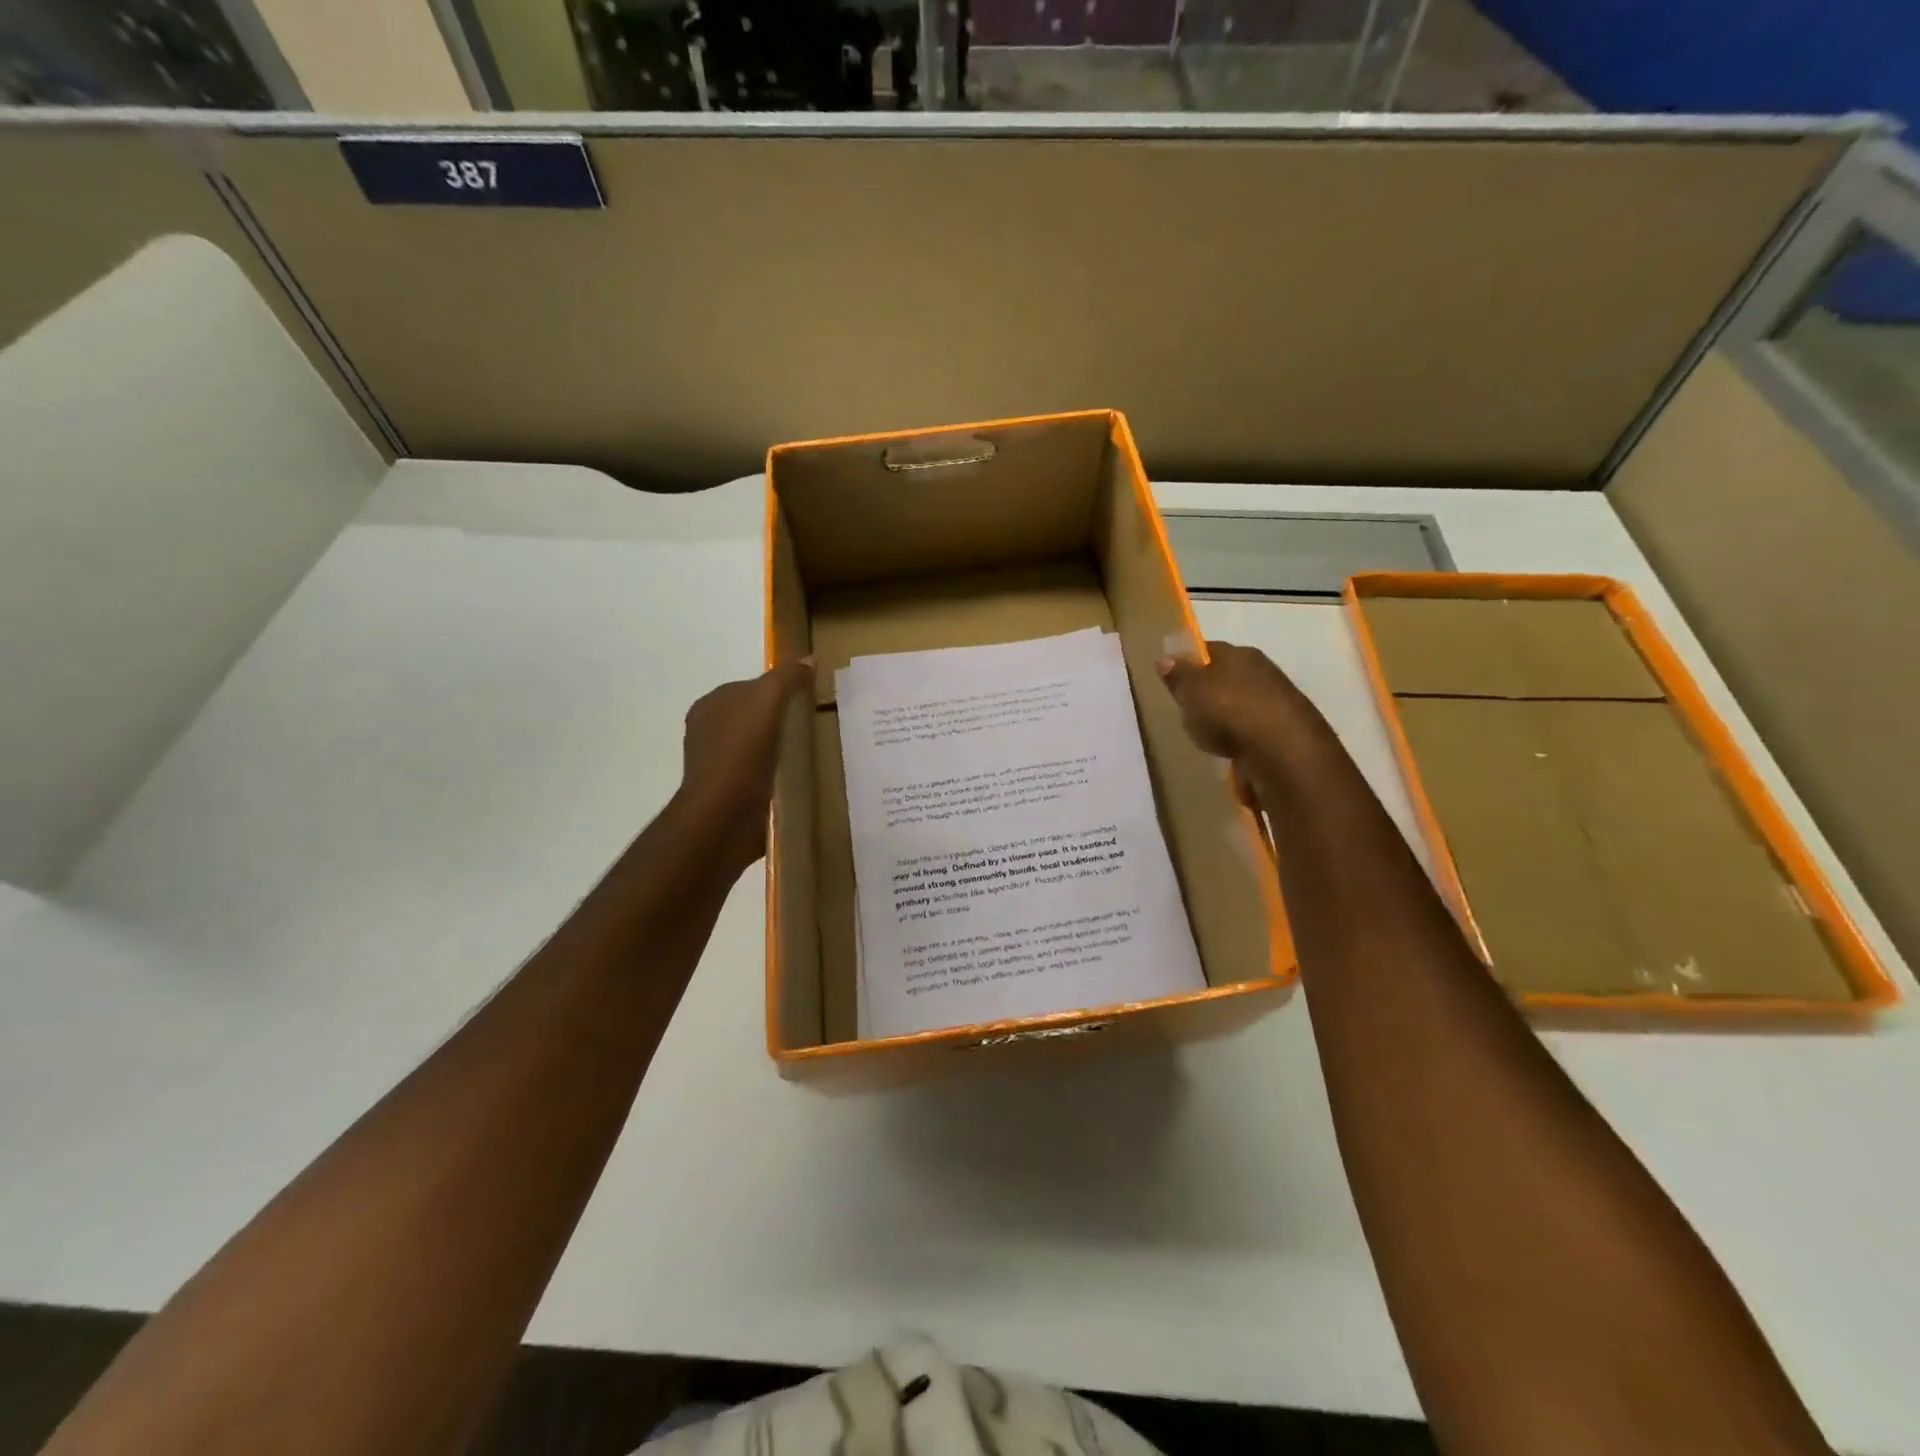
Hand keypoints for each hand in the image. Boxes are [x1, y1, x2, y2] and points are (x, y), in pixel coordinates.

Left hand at [675, 660, 813, 875]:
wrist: (724, 815)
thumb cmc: (741, 751)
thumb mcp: (767, 701)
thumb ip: (786, 678)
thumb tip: (808, 660)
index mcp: (710, 706)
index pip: (748, 687)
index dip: (778, 689)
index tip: (807, 698)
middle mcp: (709, 733)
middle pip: (753, 717)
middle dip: (779, 719)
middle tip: (813, 724)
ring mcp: (718, 765)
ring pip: (756, 746)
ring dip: (779, 748)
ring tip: (809, 752)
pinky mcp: (730, 793)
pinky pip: (759, 773)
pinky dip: (776, 772)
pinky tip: (795, 777)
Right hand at [1156, 641, 1333, 791]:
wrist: (1284, 750)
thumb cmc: (1229, 712)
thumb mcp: (1191, 692)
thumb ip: (1178, 676)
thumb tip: (1165, 658)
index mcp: (1239, 653)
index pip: (1208, 650)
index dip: (1190, 662)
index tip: (1175, 678)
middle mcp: (1262, 669)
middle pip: (1228, 675)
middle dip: (1211, 690)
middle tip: (1190, 709)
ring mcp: (1279, 699)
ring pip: (1244, 701)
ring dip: (1230, 714)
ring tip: (1211, 734)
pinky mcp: (1288, 728)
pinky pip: (1256, 727)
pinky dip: (1245, 735)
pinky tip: (1235, 749)